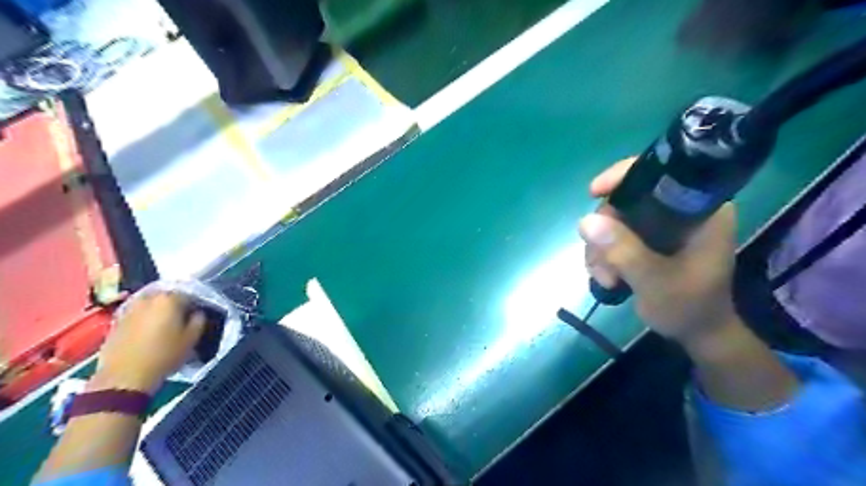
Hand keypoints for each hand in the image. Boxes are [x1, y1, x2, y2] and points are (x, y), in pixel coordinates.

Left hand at [92, 292, 204, 394]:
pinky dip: (144, 319)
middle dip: (175, 305)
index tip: (198, 314)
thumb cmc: (164, 355)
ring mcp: (129, 309)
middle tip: (182, 318)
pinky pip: (136, 314)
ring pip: (149, 304)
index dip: (195, 304)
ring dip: (158, 311)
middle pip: (166, 296)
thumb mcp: (192, 339)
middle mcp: (147, 299)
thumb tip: (197, 313)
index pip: (189, 294)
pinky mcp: (115, 322)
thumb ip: (199, 321)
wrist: (124, 377)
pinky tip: (148, 331)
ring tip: (165, 324)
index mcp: (168, 299)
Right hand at [581, 158, 736, 345]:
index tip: (593, 192)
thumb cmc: (689, 308)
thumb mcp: (656, 282)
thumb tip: (586, 221)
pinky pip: (613, 235)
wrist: (698, 334)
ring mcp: (662, 225)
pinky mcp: (648, 239)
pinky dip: (603, 254)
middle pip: (627, 199)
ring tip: (605, 278)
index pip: (660, 174)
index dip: (623, 177)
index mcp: (701, 210)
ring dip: (601, 248)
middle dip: (605, 230)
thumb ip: (625, 252)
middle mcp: (681, 211)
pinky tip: (605, 277)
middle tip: (600, 263)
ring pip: (614, 219)